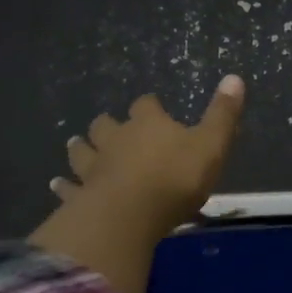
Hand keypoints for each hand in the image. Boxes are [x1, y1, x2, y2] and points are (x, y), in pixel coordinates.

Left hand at [51, 76, 246, 234]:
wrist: (130, 215)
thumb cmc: (176, 178)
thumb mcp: (211, 145)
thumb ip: (223, 114)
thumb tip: (235, 77)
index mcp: (148, 124)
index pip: (146, 105)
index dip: (150, 106)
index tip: (154, 107)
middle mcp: (116, 139)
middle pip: (106, 125)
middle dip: (108, 125)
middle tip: (109, 128)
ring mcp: (94, 167)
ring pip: (82, 150)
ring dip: (81, 147)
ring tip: (77, 144)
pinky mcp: (80, 195)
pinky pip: (68, 187)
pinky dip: (63, 185)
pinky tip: (56, 185)